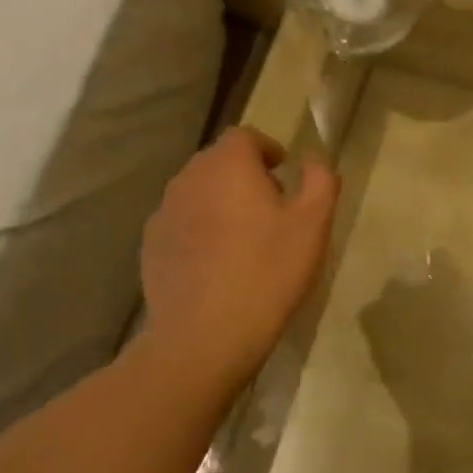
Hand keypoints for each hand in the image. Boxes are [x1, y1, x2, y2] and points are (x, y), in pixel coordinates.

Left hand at [131, 126, 338, 386]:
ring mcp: (164, 213)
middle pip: (218, 162)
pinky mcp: (152, 246)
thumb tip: (313, 158)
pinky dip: (201, 229)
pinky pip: (182, 223)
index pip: (244, 136)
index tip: (285, 174)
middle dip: (245, 174)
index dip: (267, 149)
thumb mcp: (313, 224)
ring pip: (198, 192)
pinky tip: (219, 263)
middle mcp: (189, 179)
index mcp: (228, 166)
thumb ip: (320, 180)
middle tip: (272, 208)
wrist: (205, 336)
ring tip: (245, 237)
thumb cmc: (269, 272)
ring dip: (221, 202)